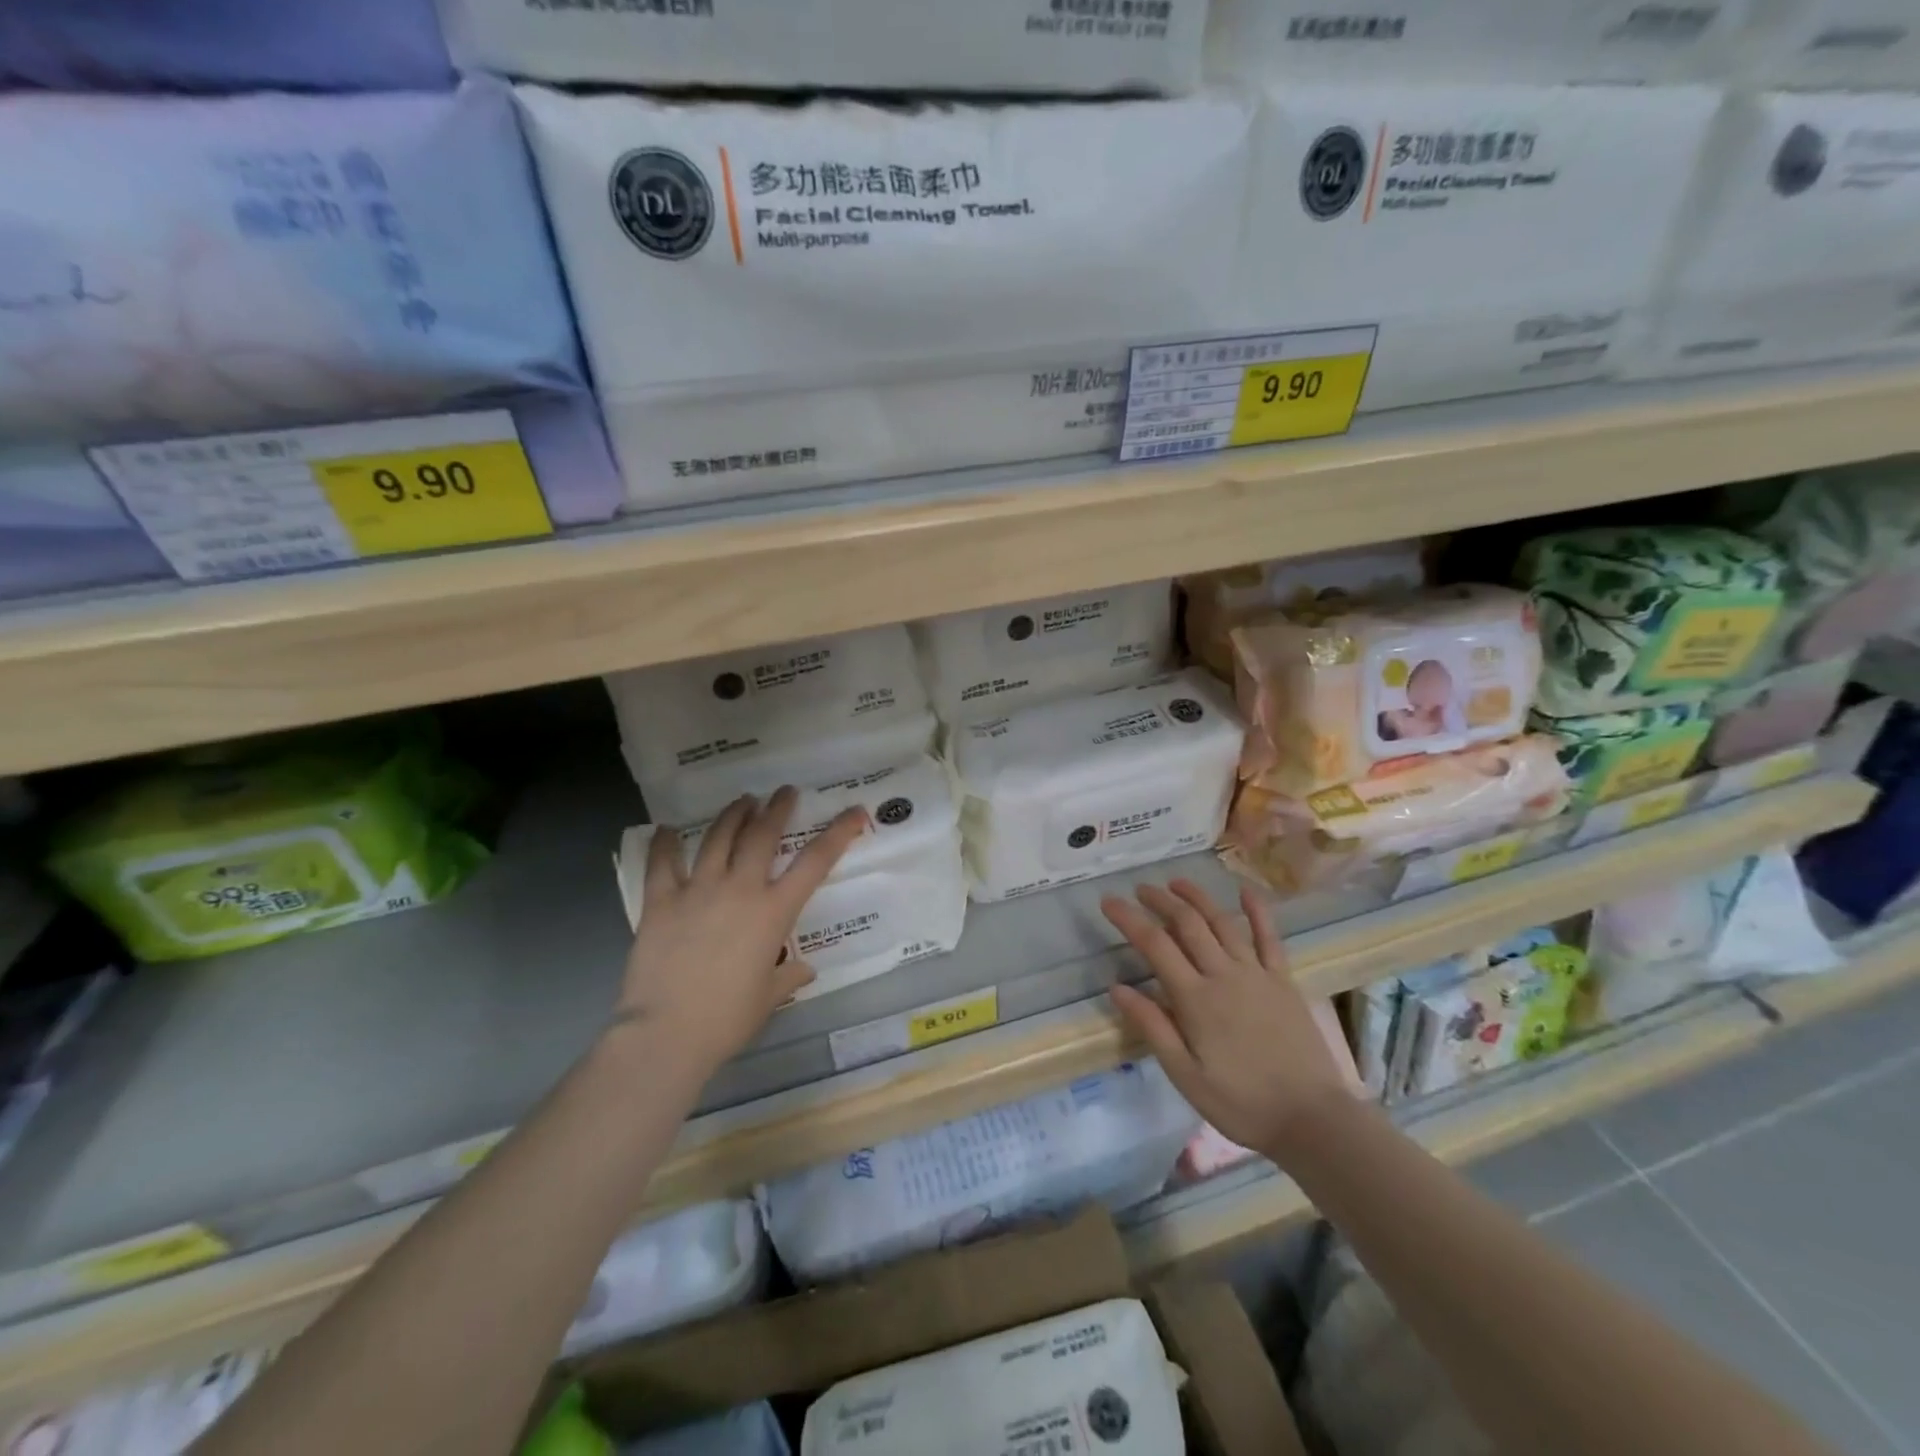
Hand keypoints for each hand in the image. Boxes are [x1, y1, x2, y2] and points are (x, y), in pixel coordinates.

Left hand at [617, 788, 865, 1075]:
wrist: (667, 1033)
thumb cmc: (727, 1019)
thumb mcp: (767, 998)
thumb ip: (787, 977)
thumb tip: (802, 970)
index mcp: (773, 912)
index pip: (815, 863)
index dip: (839, 833)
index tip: (854, 811)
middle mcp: (740, 889)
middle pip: (762, 835)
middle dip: (777, 808)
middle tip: (784, 792)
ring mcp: (698, 890)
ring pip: (718, 838)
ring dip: (733, 814)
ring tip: (742, 800)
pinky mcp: (661, 901)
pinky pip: (663, 864)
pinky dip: (665, 844)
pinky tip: (666, 830)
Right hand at [1102, 879, 1360, 1161]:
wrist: (1313, 1119)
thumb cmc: (1241, 1104)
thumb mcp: (1185, 1076)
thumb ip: (1153, 1027)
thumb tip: (1117, 988)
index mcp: (1195, 999)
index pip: (1155, 945)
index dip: (1129, 919)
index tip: (1108, 902)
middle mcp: (1224, 974)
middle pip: (1187, 923)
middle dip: (1160, 900)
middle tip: (1140, 889)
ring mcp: (1257, 973)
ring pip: (1222, 922)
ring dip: (1197, 897)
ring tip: (1176, 882)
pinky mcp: (1283, 980)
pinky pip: (1269, 937)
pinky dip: (1257, 910)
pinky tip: (1245, 890)